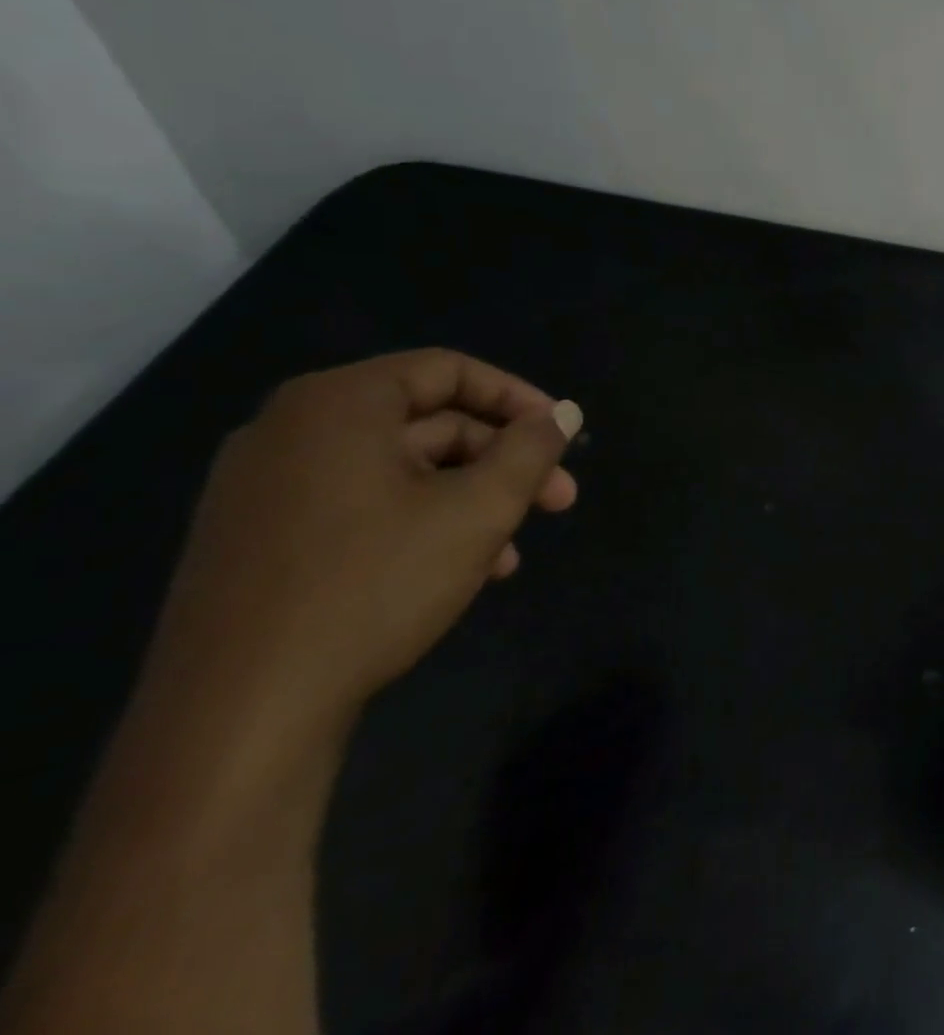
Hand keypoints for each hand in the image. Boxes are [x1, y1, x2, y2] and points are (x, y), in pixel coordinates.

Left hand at [140, 350, 582, 743]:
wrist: (237, 716)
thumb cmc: (374, 586)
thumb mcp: (479, 510)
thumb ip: (531, 450)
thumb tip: (564, 413)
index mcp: (338, 405)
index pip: (449, 370)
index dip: (518, 398)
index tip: (562, 436)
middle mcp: (290, 432)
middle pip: (428, 424)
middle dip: (502, 461)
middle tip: (558, 500)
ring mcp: (264, 489)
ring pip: (400, 472)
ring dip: (469, 500)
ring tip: (512, 551)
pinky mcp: (256, 541)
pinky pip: (360, 507)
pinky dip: (419, 524)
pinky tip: (461, 571)